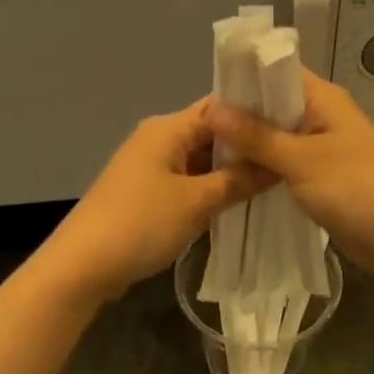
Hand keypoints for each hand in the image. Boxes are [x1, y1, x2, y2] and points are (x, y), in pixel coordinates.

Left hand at [40, 98, 267, 303]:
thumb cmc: (140, 224)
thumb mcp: (196, 202)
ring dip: (230, 171)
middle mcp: (158, 138)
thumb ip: (239, 181)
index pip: (221, 106)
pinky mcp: (147, 192)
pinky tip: (239, 203)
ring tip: (274, 181)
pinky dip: (211, 189)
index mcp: (168, 128)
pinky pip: (188, 181)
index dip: (255, 113)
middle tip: (288, 159)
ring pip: (201, 160)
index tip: (292, 127)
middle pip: (212, 132)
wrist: (81, 266)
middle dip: (247, 147)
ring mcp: (151, 166)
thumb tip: (278, 165)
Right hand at [206, 72, 373, 281]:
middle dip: (239, 118)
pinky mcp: (321, 178)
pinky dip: (263, 169)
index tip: (204, 100)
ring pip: (276, 139)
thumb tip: (213, 108)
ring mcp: (322, 149)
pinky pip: (284, 165)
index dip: (241, 81)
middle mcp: (321, 117)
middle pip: (272, 107)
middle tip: (197, 134)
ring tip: (206, 156)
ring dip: (249, 147)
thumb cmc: (356, 188)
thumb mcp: (301, 160)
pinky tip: (234, 179)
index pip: (275, 73)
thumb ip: (257, 135)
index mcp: (322, 99)